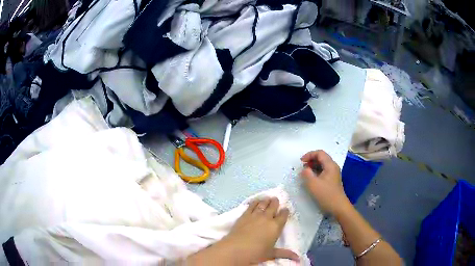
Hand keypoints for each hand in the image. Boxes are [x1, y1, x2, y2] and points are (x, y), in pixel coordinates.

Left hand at [186, 198, 298, 264]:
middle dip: (275, 202)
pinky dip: (254, 202)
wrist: (236, 249)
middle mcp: (267, 218)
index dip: (285, 212)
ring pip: (262, 204)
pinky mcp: (244, 215)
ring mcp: (255, 215)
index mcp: (276, 226)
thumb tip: (298, 258)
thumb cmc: (256, 253)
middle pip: (273, 206)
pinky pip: (251, 206)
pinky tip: (255, 201)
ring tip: (267, 198)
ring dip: (266, 200)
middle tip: (276, 199)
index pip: (283, 216)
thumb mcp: (272, 253)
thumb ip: (285, 253)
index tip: (285, 209)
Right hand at [300, 150, 349, 215]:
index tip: (301, 162)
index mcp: (330, 165)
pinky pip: (324, 171)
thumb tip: (304, 169)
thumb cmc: (326, 195)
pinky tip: (312, 179)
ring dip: (313, 166)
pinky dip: (316, 171)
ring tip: (305, 173)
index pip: (319, 153)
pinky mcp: (332, 180)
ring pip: (322, 165)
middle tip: (302, 167)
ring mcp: (334, 174)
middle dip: (311, 160)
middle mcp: (333, 167)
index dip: (309, 154)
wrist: (338, 207)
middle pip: (322, 157)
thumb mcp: (313, 184)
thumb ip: (306, 174)